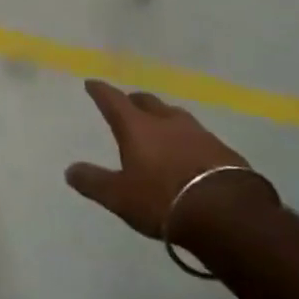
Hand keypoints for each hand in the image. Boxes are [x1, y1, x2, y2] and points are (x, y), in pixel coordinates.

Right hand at [65, 80, 258, 241]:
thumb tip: (70, 170)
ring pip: (176, 116)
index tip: (92, 83)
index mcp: (138, 128)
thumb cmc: (162, 200)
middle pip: (147, 102)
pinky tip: (189, 151)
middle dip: (134, 101)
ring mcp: (200, 134)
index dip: (101, 91)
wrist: (228, 214)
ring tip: (159, 125)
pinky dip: (187, 139)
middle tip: (127, 104)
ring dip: (163, 117)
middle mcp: (168, 123)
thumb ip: (93, 181)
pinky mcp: (224, 152)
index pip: (114, 101)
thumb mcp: (119, 196)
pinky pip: (199, 137)